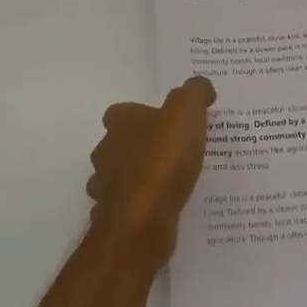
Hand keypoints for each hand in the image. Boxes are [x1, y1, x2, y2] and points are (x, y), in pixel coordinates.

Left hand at [87, 76, 215, 259]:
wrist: (142, 220)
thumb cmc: (163, 159)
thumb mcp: (187, 112)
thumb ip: (195, 92)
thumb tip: (201, 86)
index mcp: (120, 123)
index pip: (122, 111)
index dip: (142, 114)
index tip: (166, 122)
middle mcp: (105, 151)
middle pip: (118, 143)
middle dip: (139, 146)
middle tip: (172, 151)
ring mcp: (105, 187)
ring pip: (119, 176)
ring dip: (137, 177)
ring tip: (169, 181)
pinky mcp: (113, 217)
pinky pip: (127, 206)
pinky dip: (140, 205)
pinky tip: (162, 207)